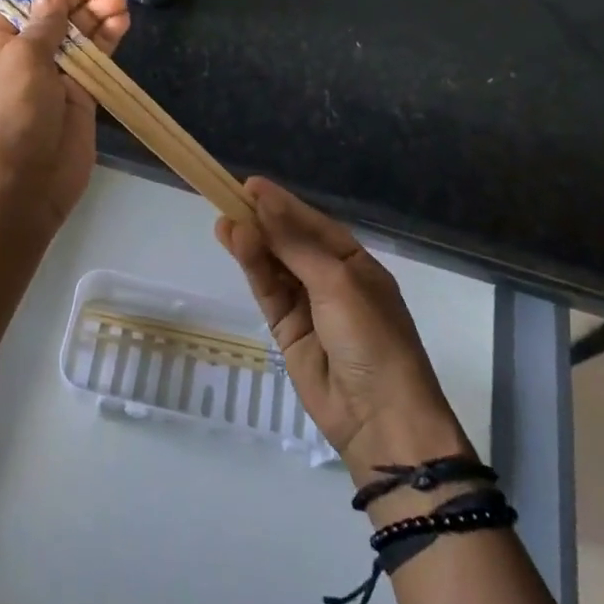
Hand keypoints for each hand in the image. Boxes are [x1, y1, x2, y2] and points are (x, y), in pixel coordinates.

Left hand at [0, 0, 128, 232]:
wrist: (23, 192)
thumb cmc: (10, 122)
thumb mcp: (21, 64)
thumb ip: (42, 23)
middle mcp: (24, 54)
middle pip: (52, 10)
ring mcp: (55, 74)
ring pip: (78, 31)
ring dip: (96, 11)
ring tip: (117, 0)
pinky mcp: (82, 94)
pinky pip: (97, 57)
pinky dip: (109, 37)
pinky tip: (123, 20)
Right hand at [216, 178, 468, 478]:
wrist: (380, 418)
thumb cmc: (372, 339)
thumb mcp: (337, 283)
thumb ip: (295, 245)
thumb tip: (263, 203)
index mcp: (356, 264)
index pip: (314, 224)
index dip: (283, 204)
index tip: (250, 185)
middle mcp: (332, 280)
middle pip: (291, 243)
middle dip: (263, 221)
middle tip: (227, 197)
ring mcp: (309, 306)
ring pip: (274, 266)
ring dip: (252, 243)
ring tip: (223, 220)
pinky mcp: (287, 330)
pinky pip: (267, 291)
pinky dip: (252, 268)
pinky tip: (235, 245)